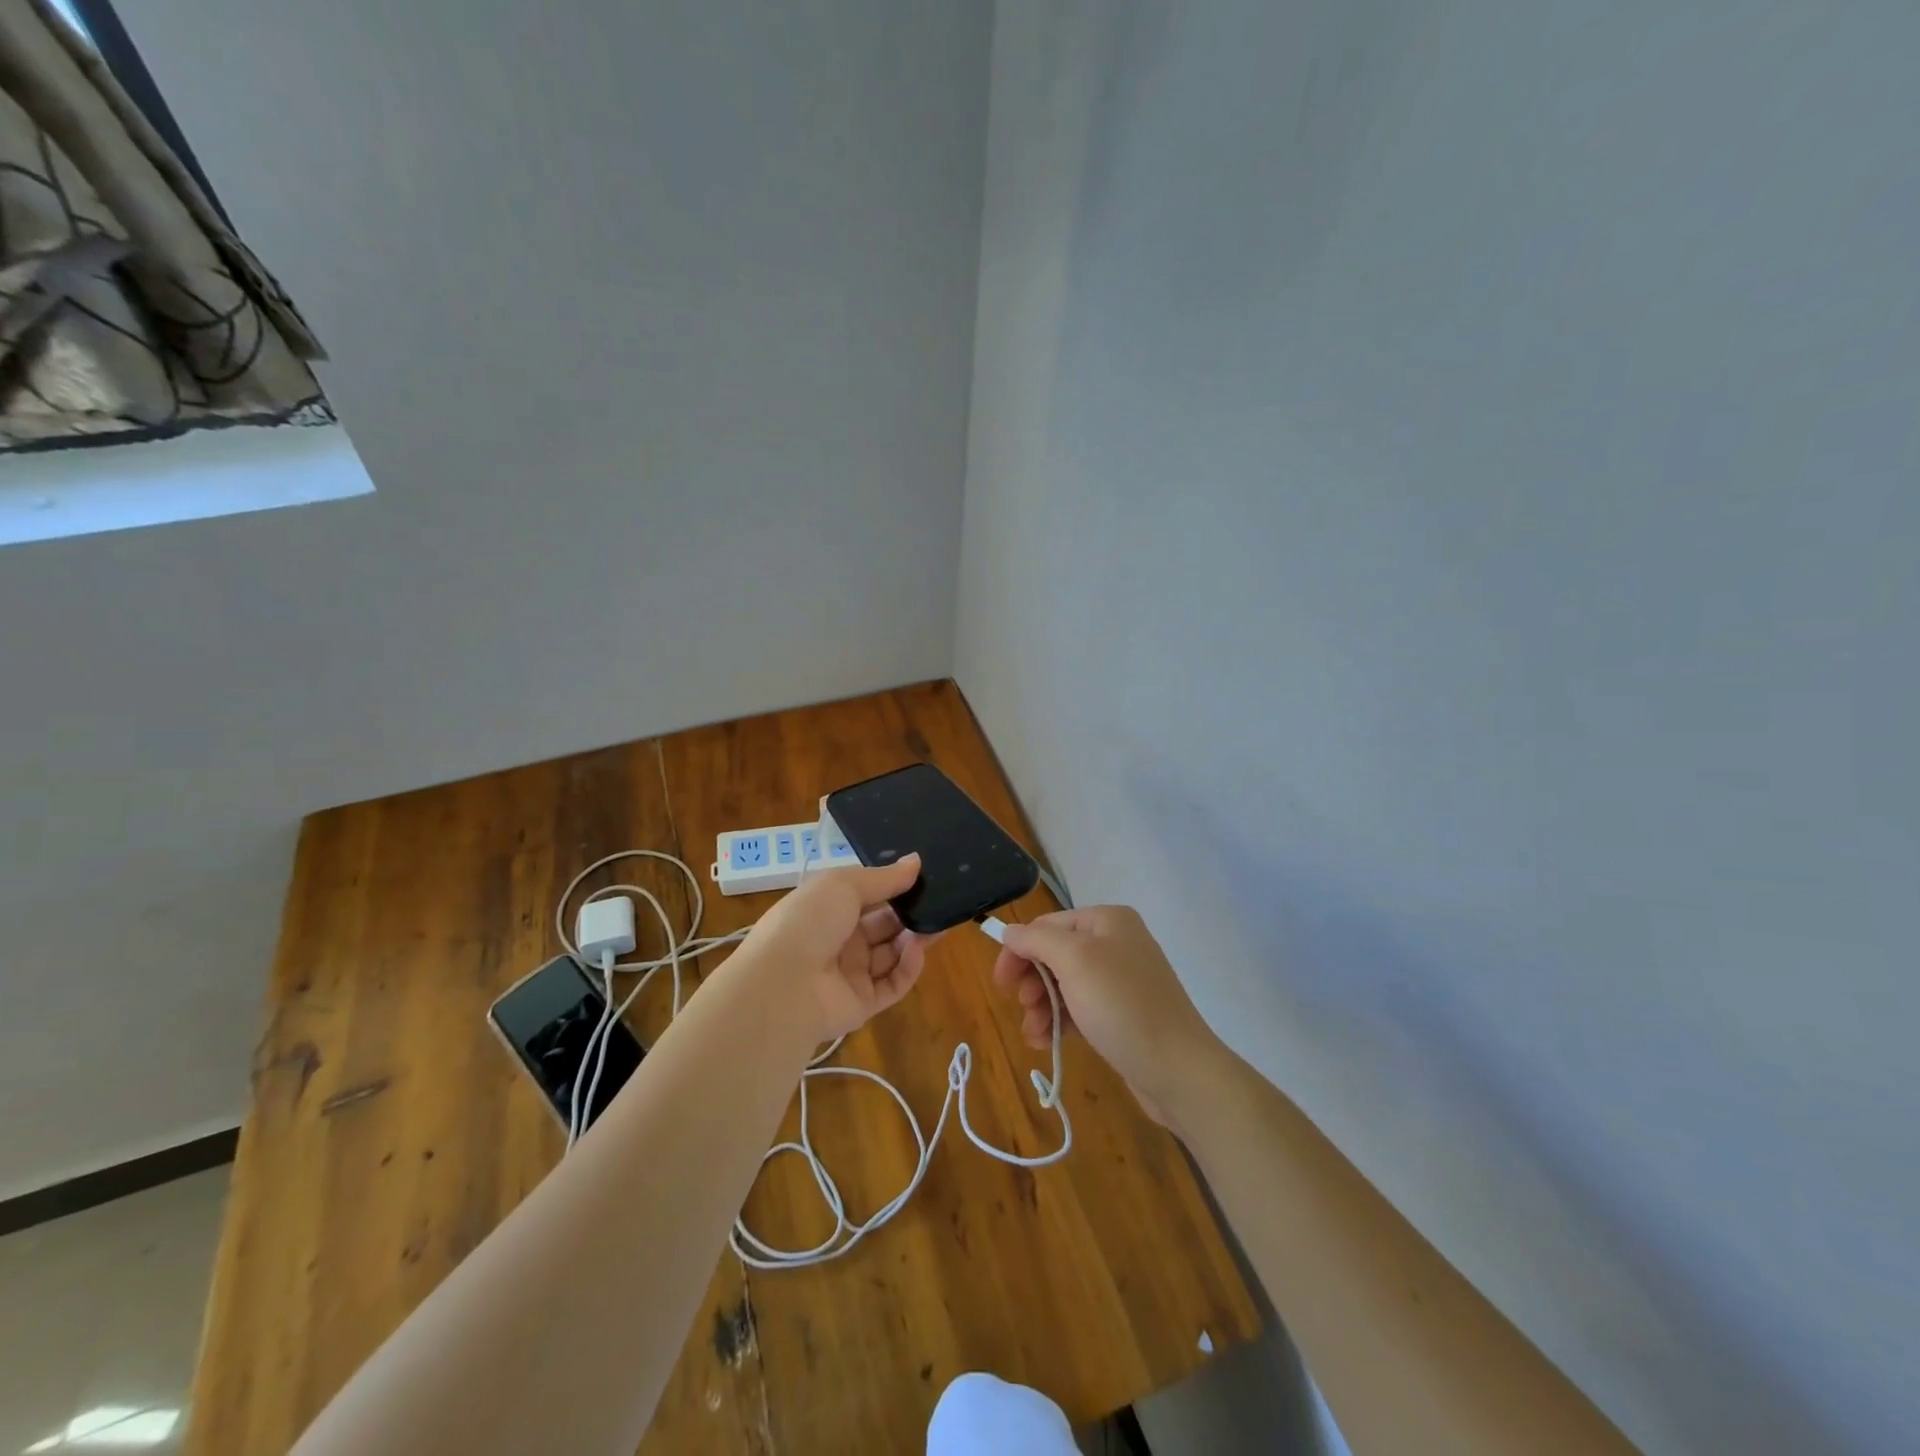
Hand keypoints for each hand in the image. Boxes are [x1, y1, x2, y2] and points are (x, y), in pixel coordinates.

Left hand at [737, 854, 928, 1042]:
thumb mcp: (844, 884)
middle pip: (882, 925)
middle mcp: (838, 940)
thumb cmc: (809, 921)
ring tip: (937, 924)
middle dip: (909, 913)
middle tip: (940, 902)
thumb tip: (917, 861)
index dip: (892, 887)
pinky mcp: (862, 1004)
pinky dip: (908, 967)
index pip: (866, 896)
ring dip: (914, 939)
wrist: (782, 985)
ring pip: (891, 954)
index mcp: (827, 908)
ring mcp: (849, 974)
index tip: (922, 877)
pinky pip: (892, 984)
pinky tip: (919, 950)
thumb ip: (884, 877)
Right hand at [992, 906, 1221, 1128]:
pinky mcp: (1122, 1013)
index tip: (1001, 984)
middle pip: (1054, 954)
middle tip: (1022, 1007)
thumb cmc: (1123, 1007)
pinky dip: (1059, 1021)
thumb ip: (1037, 940)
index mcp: (1106, 921)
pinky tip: (1046, 1042)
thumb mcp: (1075, 962)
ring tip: (1034, 1034)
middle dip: (1032, 982)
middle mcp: (1115, 943)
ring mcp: (1121, 979)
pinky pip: (1080, 1008)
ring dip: (1042, 1007)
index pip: (1047, 925)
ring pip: (1063, 984)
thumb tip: (1010, 931)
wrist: (1179, 1070)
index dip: (1019, 951)